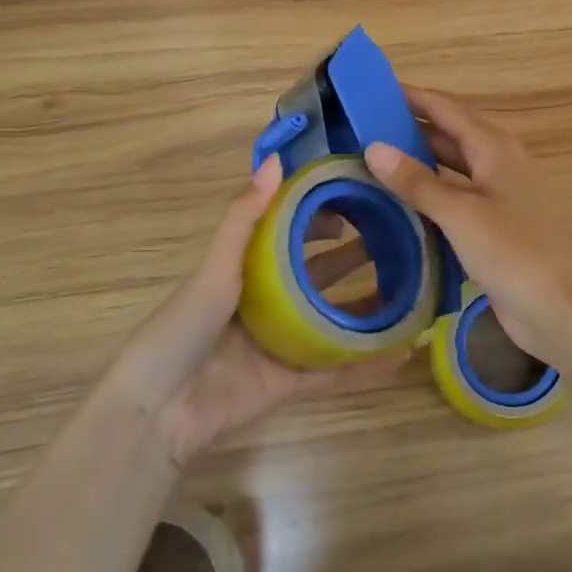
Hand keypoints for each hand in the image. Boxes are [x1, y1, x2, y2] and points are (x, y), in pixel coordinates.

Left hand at [110, 154, 404, 467]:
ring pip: (335, 319)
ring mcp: (283, 342)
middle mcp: (269, 302)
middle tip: (398, 240)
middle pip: (320, 274)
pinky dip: (369, 362)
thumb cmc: (182, 329)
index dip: (322, 216)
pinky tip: (405, 350)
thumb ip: (245, 217)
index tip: (359, 201)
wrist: (157, 411)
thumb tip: (276, 160)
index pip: (292, 233)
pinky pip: (337, 369)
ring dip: (370, 306)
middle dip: (355, 257)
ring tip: (414, 288)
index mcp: (247, 270)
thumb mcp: (215, 268)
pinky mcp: (291, 381)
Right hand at [363, 86, 571, 356]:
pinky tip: (406, 202)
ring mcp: (501, 194)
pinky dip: (433, 192)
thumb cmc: (512, 251)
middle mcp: (500, 162)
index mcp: (495, 147)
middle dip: (411, 128)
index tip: (373, 91)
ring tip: (375, 160)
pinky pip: (459, 196)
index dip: (412, 97)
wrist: (559, 307)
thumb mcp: (459, 213)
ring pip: (454, 166)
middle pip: (450, 134)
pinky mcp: (498, 223)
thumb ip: (416, 180)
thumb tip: (373, 147)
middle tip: (363, 128)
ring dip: (420, 161)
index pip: (446, 109)